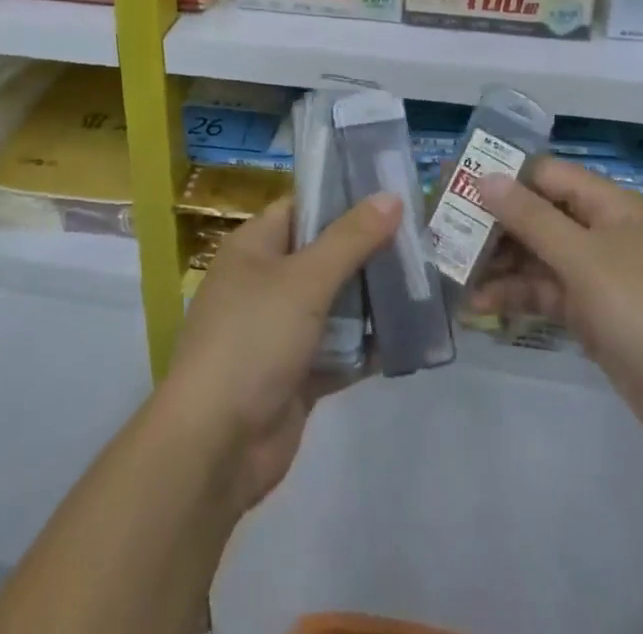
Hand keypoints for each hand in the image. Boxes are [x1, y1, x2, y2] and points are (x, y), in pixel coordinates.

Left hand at [157, 192, 402, 512]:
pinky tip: (410, 339)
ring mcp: (280, 331)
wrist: (215, 445)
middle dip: (369, 252)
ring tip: (427, 284)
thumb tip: (391, 196)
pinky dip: (368, 347)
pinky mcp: (296, 375)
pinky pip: (339, 350)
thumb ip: (351, 239)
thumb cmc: (253, 340)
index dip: (344, 199)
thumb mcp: (304, 281)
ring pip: (335, 304)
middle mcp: (266, 282)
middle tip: (421, 242)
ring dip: (373, 300)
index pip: (303, 208)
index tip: (393, 196)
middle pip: (324, 255)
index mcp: (255, 247)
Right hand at [470, 157, 642, 475]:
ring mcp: (600, 279)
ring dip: (497, 264)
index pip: (544, 175)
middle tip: (441, 230)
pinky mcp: (597, 319)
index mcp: (610, 207)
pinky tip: (480, 308)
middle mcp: (603, 235)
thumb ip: (531, 218)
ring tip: (451, 273)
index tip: (451, 181)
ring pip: (537, 258)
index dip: (498, 174)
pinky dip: (516, 298)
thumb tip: (485, 177)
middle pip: (537, 216)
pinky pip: (547, 295)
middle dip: (491, 223)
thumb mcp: (586, 260)